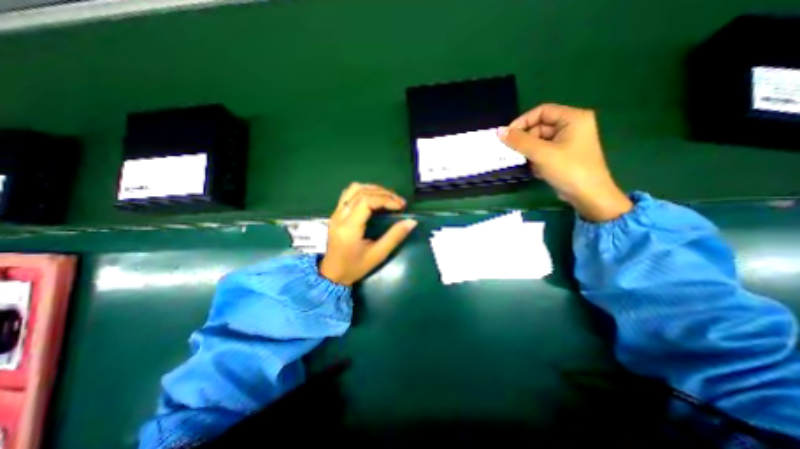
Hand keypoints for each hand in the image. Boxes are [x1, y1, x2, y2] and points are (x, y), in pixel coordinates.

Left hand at [319, 183, 419, 285]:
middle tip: (399, 202)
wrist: (333, 273)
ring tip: (388, 198)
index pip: (366, 201)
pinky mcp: (336, 213)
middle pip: (361, 192)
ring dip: (373, 189)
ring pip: (354, 189)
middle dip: (383, 193)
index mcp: (349, 227)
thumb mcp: (378, 255)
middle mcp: (340, 216)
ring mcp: (336, 213)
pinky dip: (364, 191)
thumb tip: (411, 221)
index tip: (400, 206)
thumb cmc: (355, 267)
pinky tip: (373, 198)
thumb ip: (394, 237)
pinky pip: (349, 194)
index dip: (386, 199)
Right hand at [499, 103, 634, 222]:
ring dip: (529, 151)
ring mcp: (568, 141)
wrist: (588, 195)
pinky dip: (536, 158)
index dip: (523, 121)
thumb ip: (519, 141)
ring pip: (540, 140)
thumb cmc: (568, 169)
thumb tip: (499, 131)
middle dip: (526, 140)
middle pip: (540, 126)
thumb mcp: (541, 153)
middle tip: (514, 152)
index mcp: (573, 118)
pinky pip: (544, 150)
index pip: (542, 111)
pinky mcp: (564, 154)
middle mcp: (572, 126)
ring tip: (526, 162)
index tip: (507, 135)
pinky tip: (535, 169)